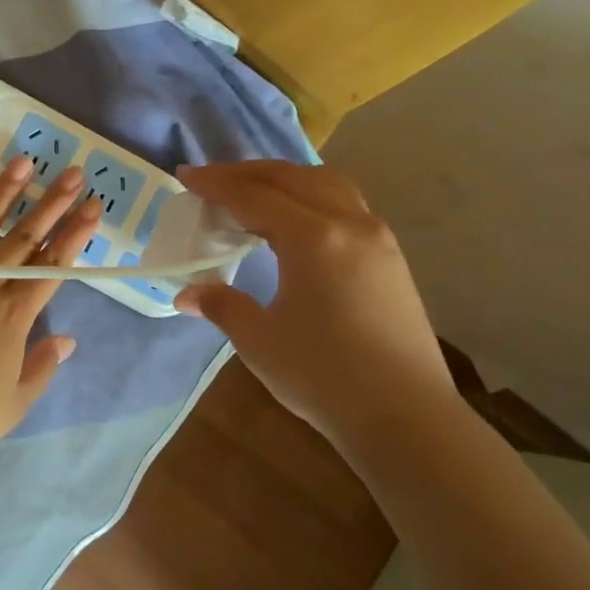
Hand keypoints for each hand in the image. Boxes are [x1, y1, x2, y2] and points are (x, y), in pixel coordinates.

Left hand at [0, 155, 100, 479]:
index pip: (52, 265)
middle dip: (53, 203)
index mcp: (13, 316)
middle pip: (24, 237)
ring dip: (4, 193)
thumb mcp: (12, 405)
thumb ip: (41, 368)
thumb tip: (68, 339)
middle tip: (73, 172)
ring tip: (24, 163)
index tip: (93, 207)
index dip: (75, 235)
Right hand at [173, 160, 454, 450]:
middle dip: (247, 173)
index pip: (254, 196)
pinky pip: (346, 205)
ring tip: (255, 195)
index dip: (216, 184)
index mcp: (313, 238)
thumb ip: (222, 305)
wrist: (404, 416)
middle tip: (212, 181)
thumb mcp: (259, 340)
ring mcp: (377, 238)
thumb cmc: (323, 376)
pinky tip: (297, 224)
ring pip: (327, 184)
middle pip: (292, 178)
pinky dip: (312, 198)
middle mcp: (349, 224)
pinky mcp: (391, 258)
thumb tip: (187, 293)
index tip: (185, 176)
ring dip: (285, 180)